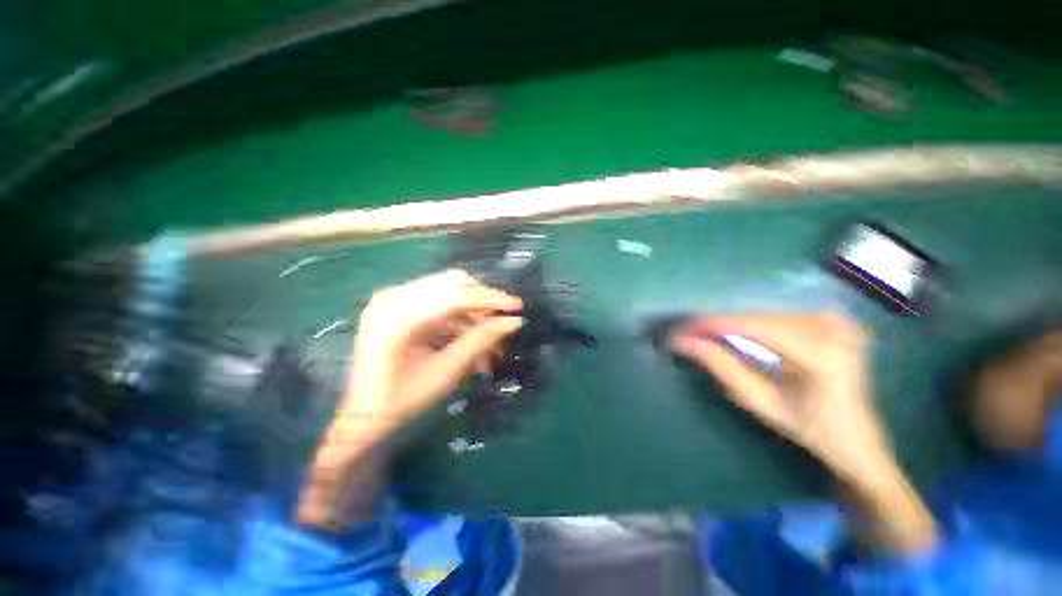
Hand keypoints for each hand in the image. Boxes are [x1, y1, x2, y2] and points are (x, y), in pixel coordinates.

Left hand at [344, 269, 523, 428]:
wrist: (364, 418)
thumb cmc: (403, 400)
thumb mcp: (447, 371)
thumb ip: (482, 340)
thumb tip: (514, 321)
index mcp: (399, 314)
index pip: (456, 294)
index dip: (490, 299)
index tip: (518, 306)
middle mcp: (394, 297)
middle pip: (453, 284)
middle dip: (483, 303)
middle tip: (502, 325)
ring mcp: (394, 299)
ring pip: (449, 293)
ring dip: (474, 316)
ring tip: (490, 345)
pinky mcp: (400, 307)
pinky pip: (440, 304)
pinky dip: (460, 321)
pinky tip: (473, 342)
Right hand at [669, 313, 935, 554]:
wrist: (859, 440)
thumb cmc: (812, 430)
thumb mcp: (761, 403)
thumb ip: (722, 367)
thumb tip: (684, 342)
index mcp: (824, 355)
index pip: (754, 326)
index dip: (711, 325)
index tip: (679, 330)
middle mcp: (834, 328)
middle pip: (757, 316)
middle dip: (717, 325)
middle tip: (686, 335)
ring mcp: (836, 320)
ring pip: (764, 313)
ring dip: (731, 324)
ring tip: (705, 336)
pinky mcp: (833, 318)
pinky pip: (778, 314)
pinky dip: (751, 323)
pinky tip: (736, 333)